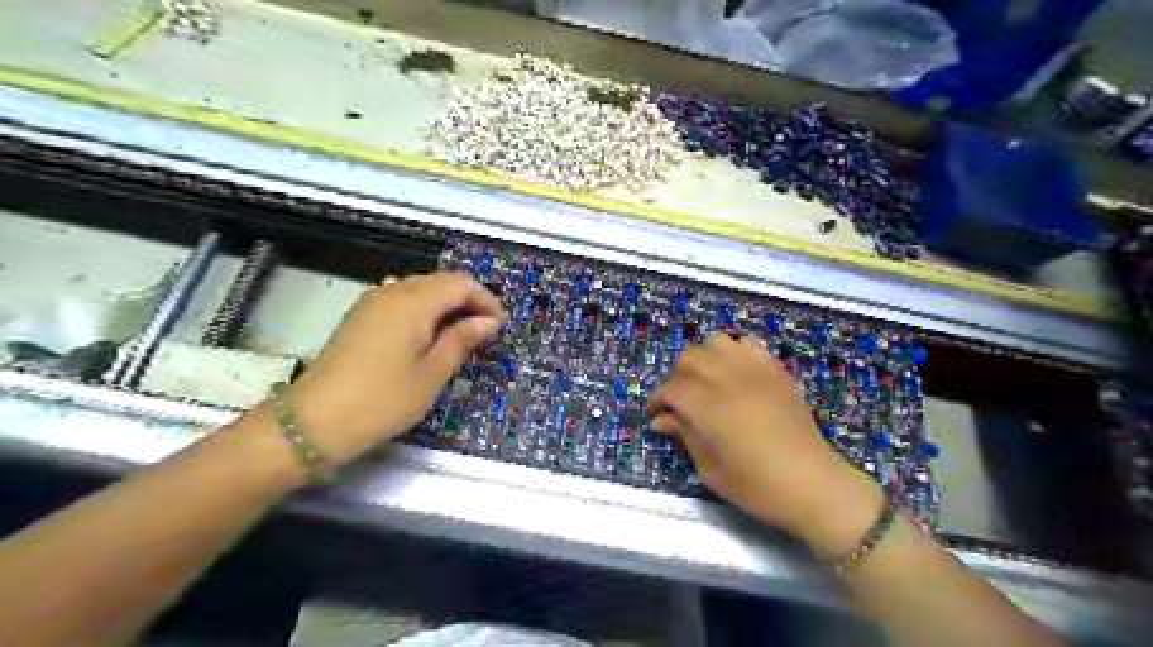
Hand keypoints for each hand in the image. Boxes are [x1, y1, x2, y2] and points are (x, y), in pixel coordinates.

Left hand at [285, 272, 503, 465]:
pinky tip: (431, 337)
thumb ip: (462, 340)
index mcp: (413, 302)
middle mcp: (392, 291)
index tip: (500, 326)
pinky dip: (426, 312)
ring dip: (447, 306)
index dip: (486, 300)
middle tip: (485, 332)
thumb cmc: (383, 400)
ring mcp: (373, 302)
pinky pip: (403, 301)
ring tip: (462, 336)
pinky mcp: (362, 316)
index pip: (460, 284)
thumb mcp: (432, 374)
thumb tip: (488, 321)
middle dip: (468, 301)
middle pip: (441, 282)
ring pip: (422, 289)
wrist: (314, 421)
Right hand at [648, 333, 884, 554]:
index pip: (670, 388)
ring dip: (705, 359)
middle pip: (689, 358)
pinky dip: (735, 353)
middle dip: (677, 378)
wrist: (813, 485)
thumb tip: (662, 420)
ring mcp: (753, 370)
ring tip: (708, 381)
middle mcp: (726, 378)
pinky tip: (737, 374)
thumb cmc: (756, 485)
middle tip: (680, 402)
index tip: (658, 416)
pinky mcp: (775, 370)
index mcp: (705, 405)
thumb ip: (685, 436)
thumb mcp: (710, 469)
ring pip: (716, 343)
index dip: (659, 401)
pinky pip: (748, 345)